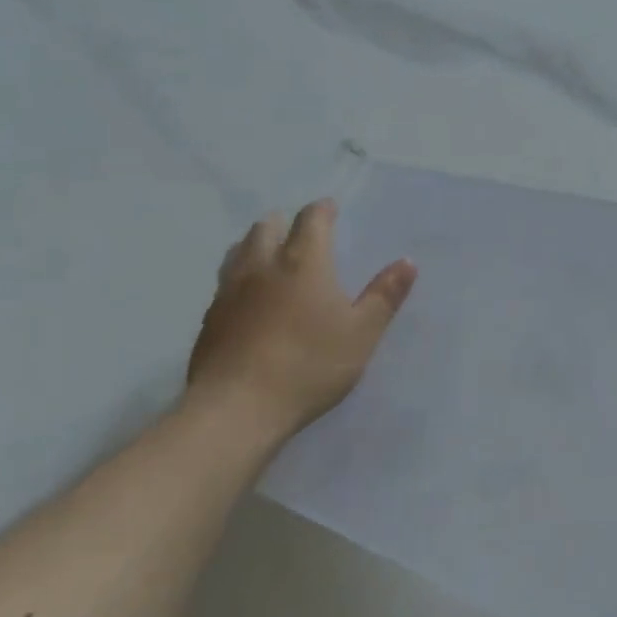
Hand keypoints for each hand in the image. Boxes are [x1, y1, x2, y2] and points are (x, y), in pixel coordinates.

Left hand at [185, 199, 415, 437]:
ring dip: (256, 244)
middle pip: (266, 227)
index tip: (331, 209)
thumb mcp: (362, 333)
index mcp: (303, 261)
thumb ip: (385, 295)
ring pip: (239, 250)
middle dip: (284, 223)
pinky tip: (247, 298)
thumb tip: (407, 262)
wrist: (238, 407)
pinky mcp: (209, 318)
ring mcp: (229, 290)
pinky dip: (240, 276)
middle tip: (300, 233)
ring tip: (269, 255)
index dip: (322, 211)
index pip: (311, 219)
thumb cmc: (310, 365)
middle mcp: (262, 265)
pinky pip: (225, 282)